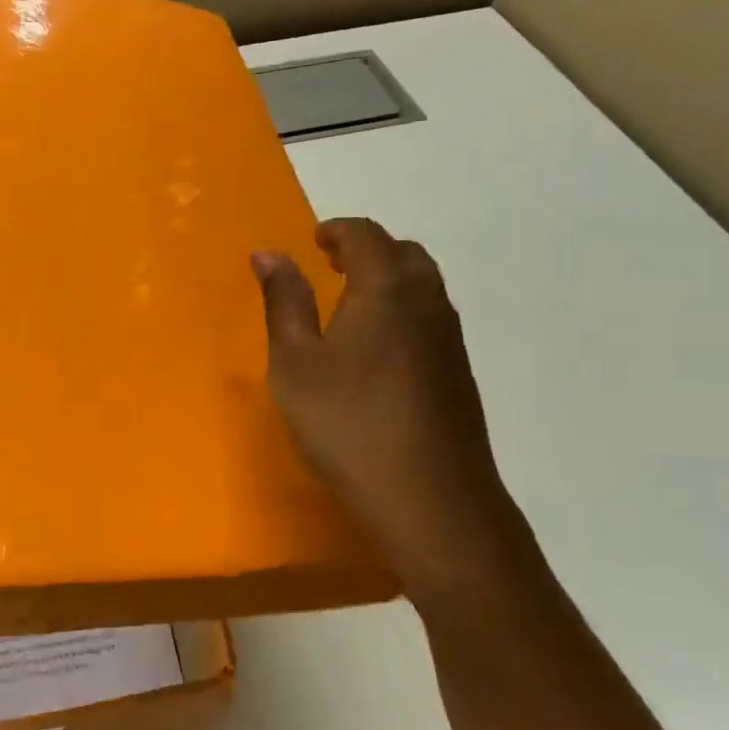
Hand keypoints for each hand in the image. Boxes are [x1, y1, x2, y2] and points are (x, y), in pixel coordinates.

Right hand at [253, 218, 524, 590]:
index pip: (368, 236)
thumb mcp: (296, 363)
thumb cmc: (347, 423)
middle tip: (332, 267)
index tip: (314, 240)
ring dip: (389, 281)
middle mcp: (428, 304)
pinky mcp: (459, 376)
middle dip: (368, 251)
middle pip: (404, 254)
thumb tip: (269, 253)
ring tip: (350, 308)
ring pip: (424, 288)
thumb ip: (284, 303)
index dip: (339, 231)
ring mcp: (450, 342)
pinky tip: (377, 354)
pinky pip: (430, 321)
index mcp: (386, 290)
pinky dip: (403, 313)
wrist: (429, 498)